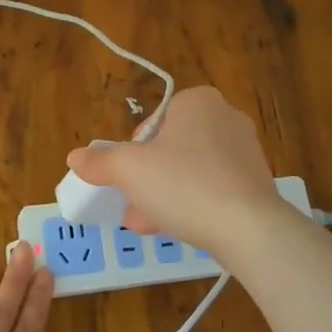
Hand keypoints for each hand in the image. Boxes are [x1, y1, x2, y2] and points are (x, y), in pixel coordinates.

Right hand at [65, 85, 284, 254]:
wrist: (248, 228)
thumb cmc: (183, 183)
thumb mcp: (130, 170)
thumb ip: (101, 161)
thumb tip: (76, 157)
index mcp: (198, 101)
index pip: (155, 119)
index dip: (135, 148)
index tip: (128, 174)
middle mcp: (226, 118)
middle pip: (172, 147)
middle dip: (147, 178)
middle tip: (132, 203)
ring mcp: (246, 153)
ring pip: (191, 172)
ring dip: (164, 195)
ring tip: (145, 224)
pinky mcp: (256, 185)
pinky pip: (213, 190)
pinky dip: (192, 205)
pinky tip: (175, 230)